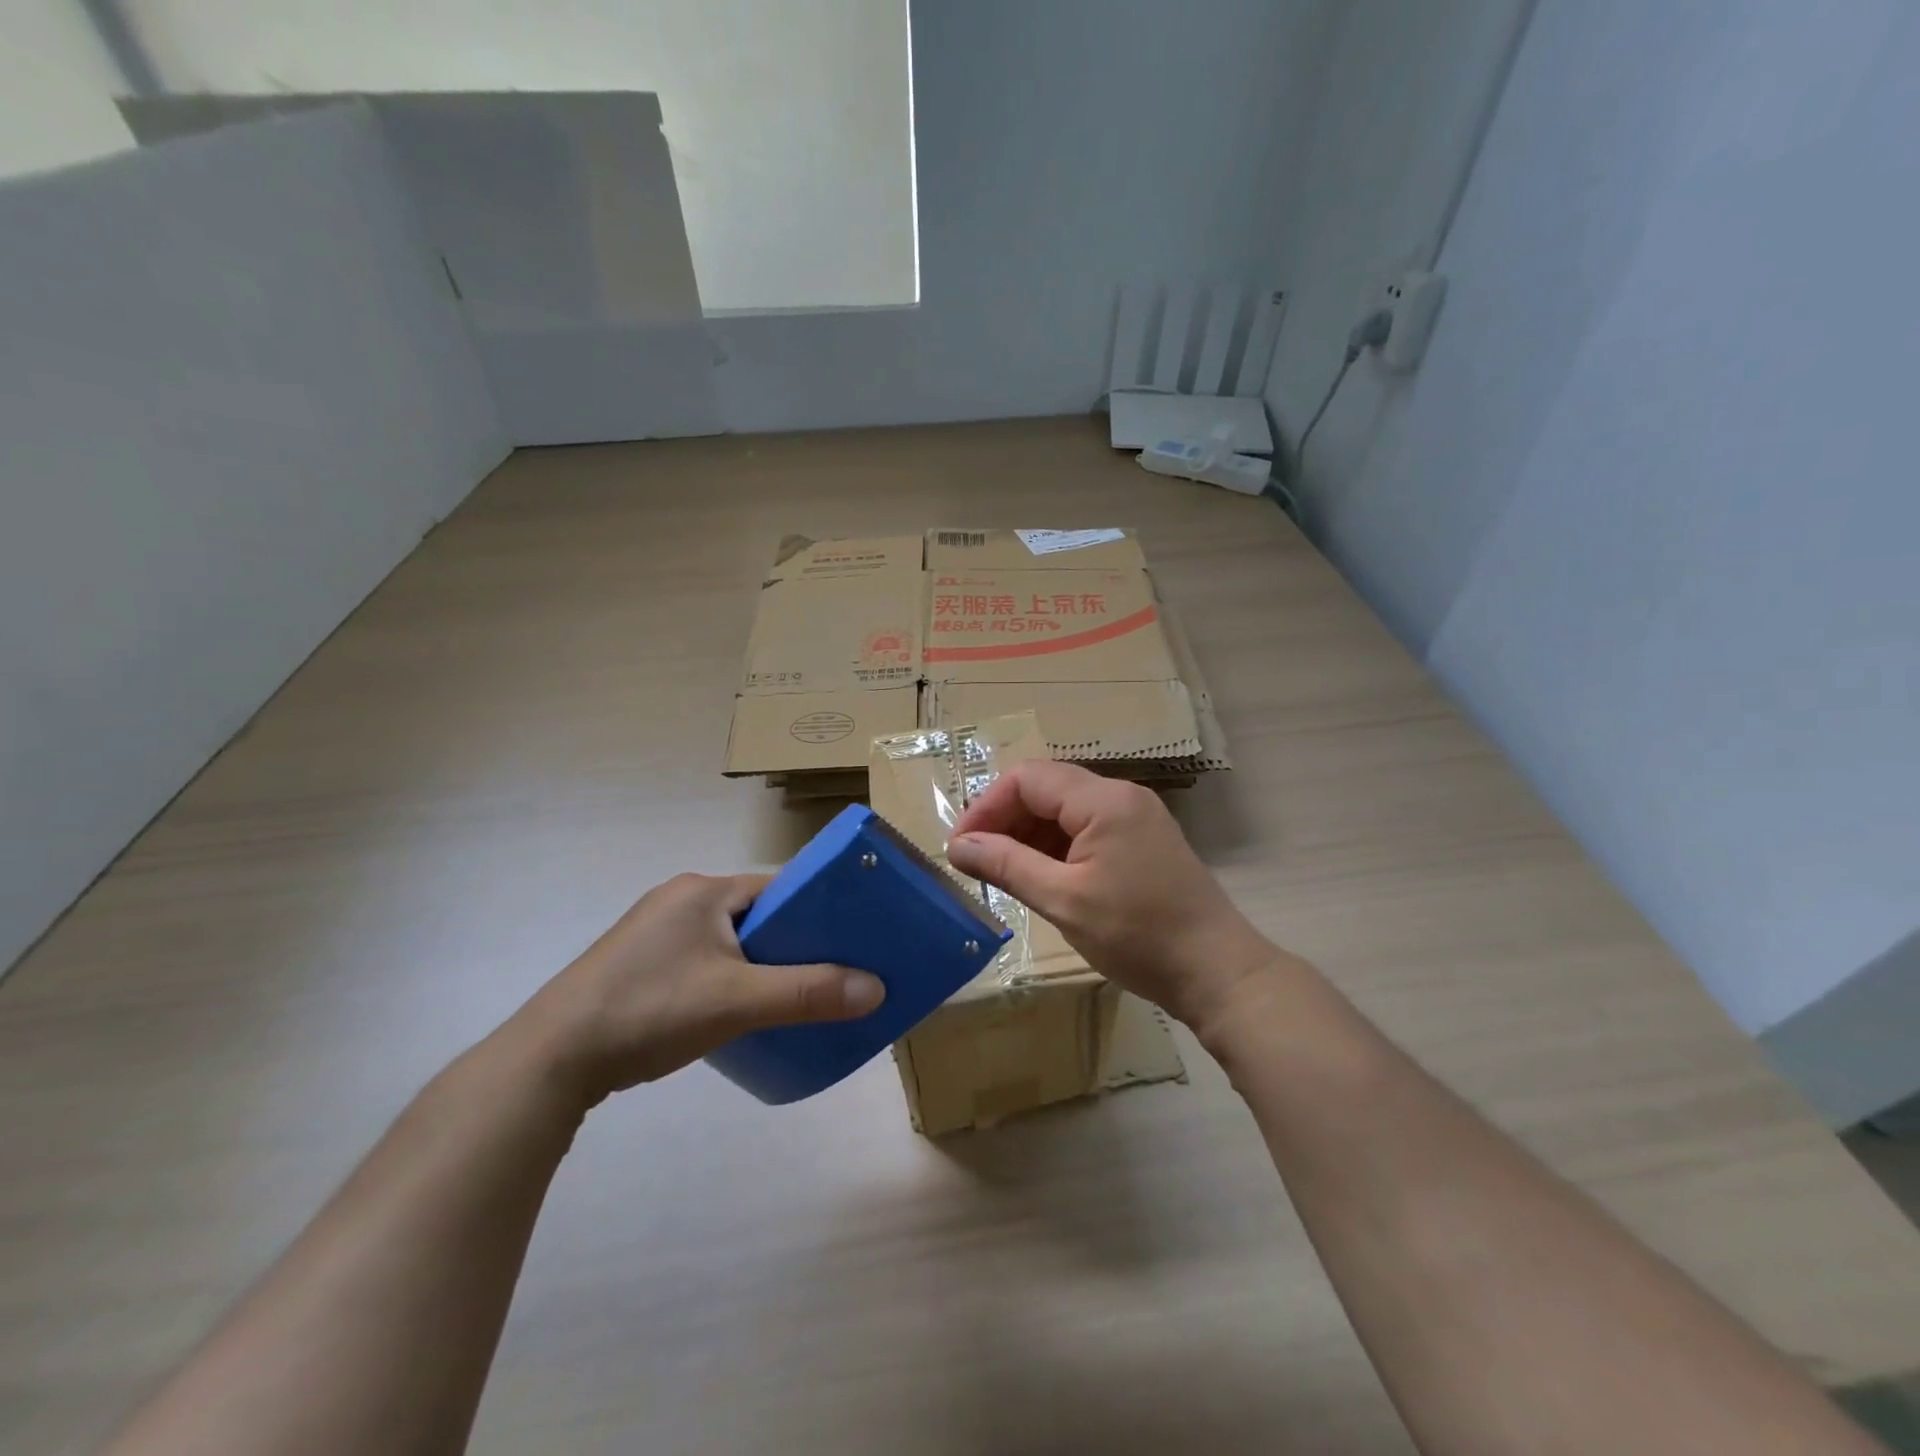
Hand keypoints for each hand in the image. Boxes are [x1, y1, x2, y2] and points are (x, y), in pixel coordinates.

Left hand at [511, 872, 884, 1107]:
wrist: (551, 1060)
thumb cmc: (650, 1010)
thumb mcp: (737, 1002)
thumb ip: (808, 993)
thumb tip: (877, 989)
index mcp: (703, 889)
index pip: (780, 888)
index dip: (818, 912)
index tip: (850, 942)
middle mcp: (680, 898)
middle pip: (757, 914)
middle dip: (791, 943)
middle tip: (827, 976)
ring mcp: (655, 931)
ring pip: (729, 940)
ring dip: (759, 964)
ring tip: (788, 998)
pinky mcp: (638, 963)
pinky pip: (702, 960)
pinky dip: (727, 978)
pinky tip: (736, 1011)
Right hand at [947, 762, 1284, 1037]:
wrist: (1217, 971)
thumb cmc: (1138, 935)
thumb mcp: (1063, 901)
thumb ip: (1007, 865)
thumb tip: (958, 846)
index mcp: (1104, 800)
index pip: (1028, 779)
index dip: (987, 807)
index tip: (961, 847)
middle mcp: (1121, 796)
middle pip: (1046, 789)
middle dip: (1006, 820)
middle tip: (978, 863)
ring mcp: (1136, 817)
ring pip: (1065, 809)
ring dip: (1029, 835)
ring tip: (1003, 874)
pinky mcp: (1142, 841)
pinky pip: (1087, 828)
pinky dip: (1056, 847)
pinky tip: (1041, 877)